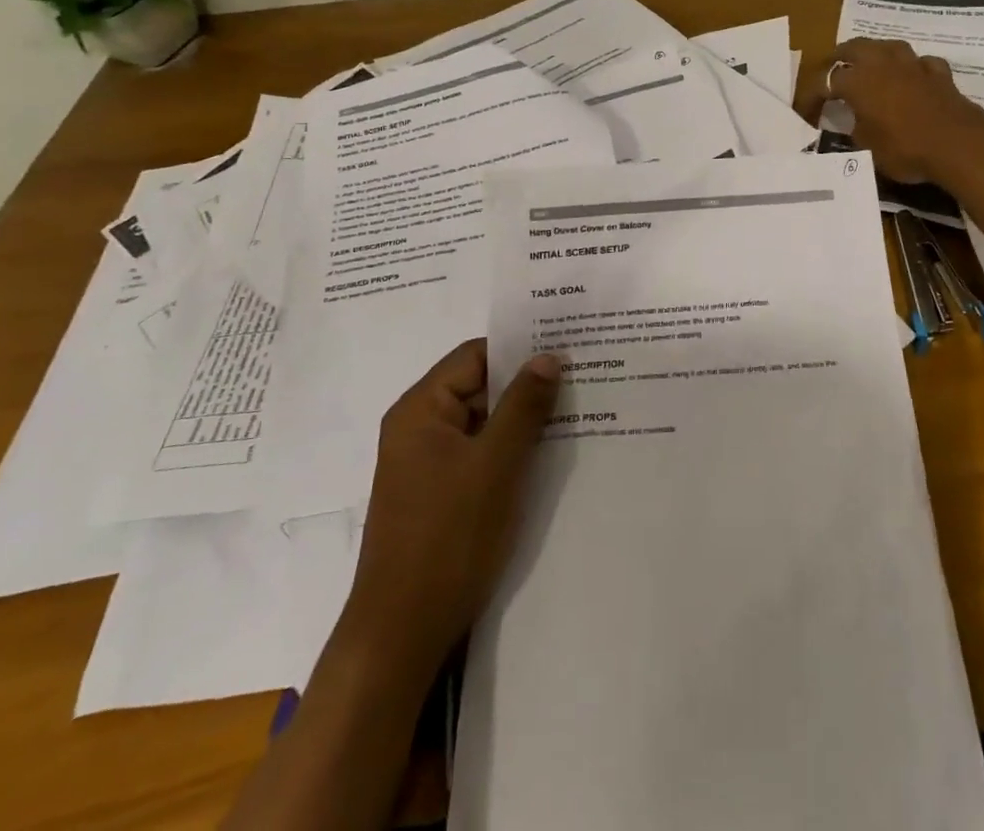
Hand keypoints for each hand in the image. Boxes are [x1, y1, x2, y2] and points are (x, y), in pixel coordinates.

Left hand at [337, 340, 561, 674]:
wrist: (402, 634)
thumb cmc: (448, 538)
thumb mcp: (496, 465)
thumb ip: (524, 406)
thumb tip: (548, 357)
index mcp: (421, 410)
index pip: (475, 356)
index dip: (519, 348)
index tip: (566, 348)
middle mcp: (419, 429)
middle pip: (479, 387)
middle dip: (527, 385)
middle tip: (581, 380)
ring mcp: (427, 464)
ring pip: (483, 423)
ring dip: (522, 420)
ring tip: (575, 413)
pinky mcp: (439, 495)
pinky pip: (479, 454)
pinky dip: (510, 450)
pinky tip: (548, 454)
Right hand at [820, 38, 983, 184]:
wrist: (958, 144)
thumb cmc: (905, 148)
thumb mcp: (867, 147)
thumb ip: (854, 129)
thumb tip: (850, 123)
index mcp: (857, 80)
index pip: (822, 82)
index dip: (809, 98)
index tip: (804, 115)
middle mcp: (881, 63)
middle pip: (852, 48)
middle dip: (837, 59)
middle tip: (830, 74)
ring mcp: (912, 64)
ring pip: (886, 46)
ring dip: (873, 54)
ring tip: (867, 67)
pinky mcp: (938, 73)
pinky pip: (919, 62)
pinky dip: (910, 68)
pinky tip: (910, 78)